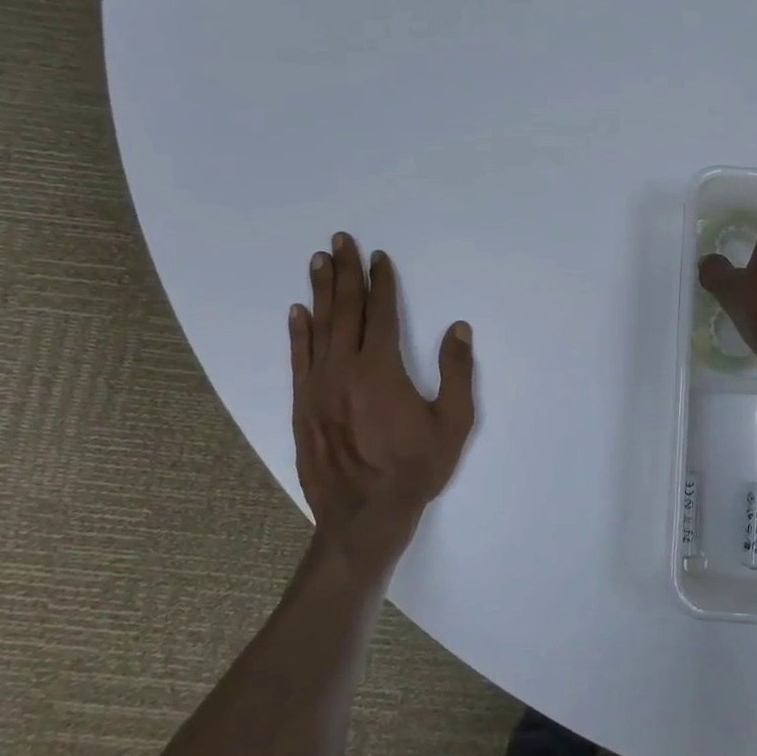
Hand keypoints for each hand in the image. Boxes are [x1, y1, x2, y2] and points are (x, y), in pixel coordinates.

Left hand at [289, 234, 476, 582]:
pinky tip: (297, 311)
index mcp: (382, 368)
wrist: (365, 515)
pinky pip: (298, 359)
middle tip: (340, 240)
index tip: (379, 257)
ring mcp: (318, 385)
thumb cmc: (415, 469)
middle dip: (345, 272)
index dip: (382, 282)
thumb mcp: (453, 423)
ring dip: (320, 291)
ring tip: (318, 260)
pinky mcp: (302, 404)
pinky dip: (298, 332)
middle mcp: (345, 368)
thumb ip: (456, 372)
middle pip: (346, 309)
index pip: (382, 313)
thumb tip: (458, 328)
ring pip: (320, 327)